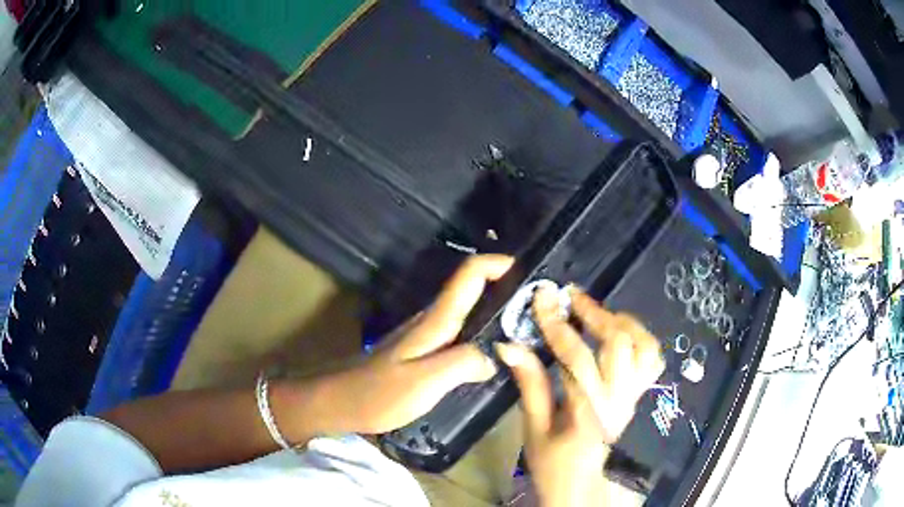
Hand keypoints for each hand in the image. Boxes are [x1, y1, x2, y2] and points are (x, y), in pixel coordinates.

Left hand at [328, 254, 512, 433]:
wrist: (339, 401)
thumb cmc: (378, 393)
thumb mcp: (425, 381)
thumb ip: (463, 364)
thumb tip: (494, 358)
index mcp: (435, 321)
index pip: (468, 275)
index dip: (497, 263)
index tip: (527, 272)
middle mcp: (431, 321)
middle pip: (471, 289)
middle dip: (505, 287)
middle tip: (536, 307)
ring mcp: (424, 336)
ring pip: (465, 311)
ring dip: (494, 311)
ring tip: (524, 330)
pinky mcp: (420, 352)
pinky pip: (458, 334)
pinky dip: (479, 334)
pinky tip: (490, 355)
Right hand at [495, 286, 663, 506]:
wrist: (581, 486)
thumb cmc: (552, 463)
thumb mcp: (534, 428)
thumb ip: (530, 384)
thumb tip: (510, 345)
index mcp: (589, 412)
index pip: (577, 358)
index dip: (558, 324)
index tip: (542, 297)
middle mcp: (620, 400)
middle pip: (620, 343)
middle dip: (594, 313)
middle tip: (570, 296)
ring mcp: (636, 396)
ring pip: (644, 346)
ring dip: (621, 321)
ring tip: (596, 311)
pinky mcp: (641, 395)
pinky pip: (652, 358)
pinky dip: (639, 336)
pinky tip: (618, 331)